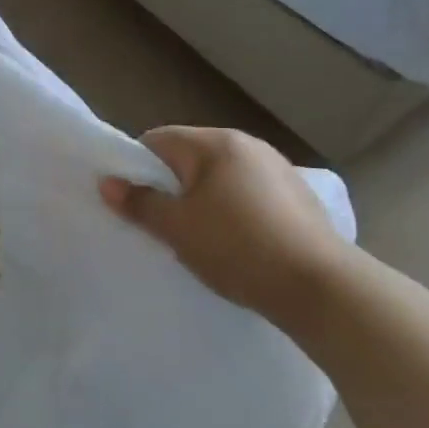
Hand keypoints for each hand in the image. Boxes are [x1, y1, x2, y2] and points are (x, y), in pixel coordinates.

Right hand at [99, 126, 345, 325]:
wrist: (321, 287)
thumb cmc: (238, 248)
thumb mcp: (177, 229)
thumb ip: (140, 203)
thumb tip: (107, 183)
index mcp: (216, 143)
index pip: (158, 140)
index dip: (137, 168)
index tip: (134, 202)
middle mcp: (248, 144)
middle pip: (190, 157)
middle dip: (172, 186)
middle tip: (163, 224)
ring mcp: (278, 168)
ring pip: (221, 176)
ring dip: (204, 199)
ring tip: (200, 237)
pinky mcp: (298, 195)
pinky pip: (249, 193)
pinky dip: (234, 210)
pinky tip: (238, 242)